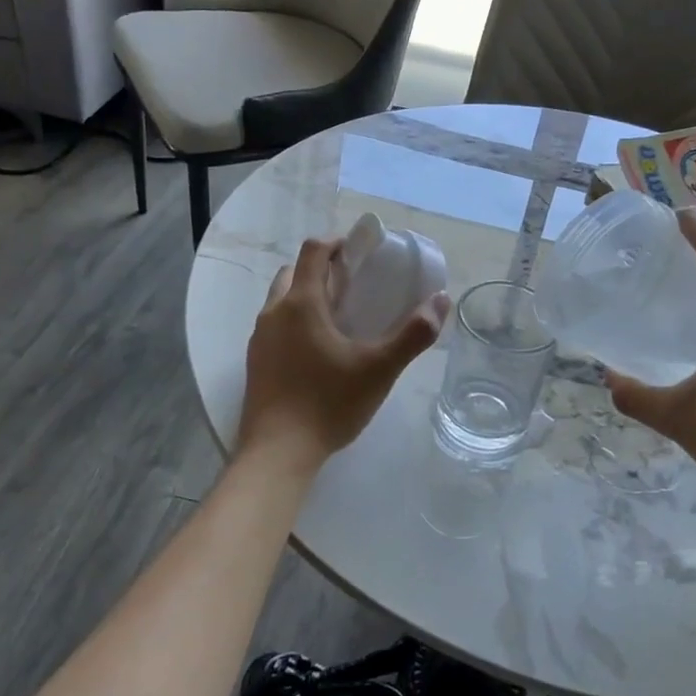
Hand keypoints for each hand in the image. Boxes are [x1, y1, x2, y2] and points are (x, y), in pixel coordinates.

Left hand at [238, 238, 449, 466]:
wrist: (277, 452)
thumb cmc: (329, 403)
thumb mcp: (380, 369)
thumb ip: (413, 334)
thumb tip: (440, 301)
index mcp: (301, 303)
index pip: (313, 251)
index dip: (338, 243)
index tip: (361, 253)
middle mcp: (273, 313)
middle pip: (293, 272)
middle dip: (321, 270)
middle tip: (353, 288)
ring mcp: (259, 338)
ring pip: (281, 300)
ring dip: (306, 296)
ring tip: (338, 320)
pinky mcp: (255, 362)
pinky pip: (275, 326)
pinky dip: (294, 322)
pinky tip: (318, 353)